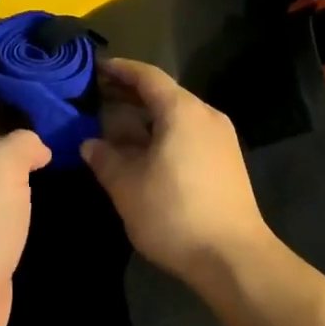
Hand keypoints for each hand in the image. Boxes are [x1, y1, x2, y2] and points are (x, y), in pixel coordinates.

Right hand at [80, 59, 273, 290]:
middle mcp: (205, 115)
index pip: (147, 76)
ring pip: (177, 115)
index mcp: (181, 110)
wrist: (234, 258)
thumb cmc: (175, 214)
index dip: (120, 70)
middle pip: (164, 94)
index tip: (96, 67)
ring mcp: (221, 137)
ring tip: (116, 127)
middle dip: (130, 94)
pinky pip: (189, 133)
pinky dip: (164, 133)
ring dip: (147, 117)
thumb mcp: (127, 187)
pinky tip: (145, 152)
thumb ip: (105, 159)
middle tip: (98, 96)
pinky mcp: (227, 160)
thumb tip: (90, 143)